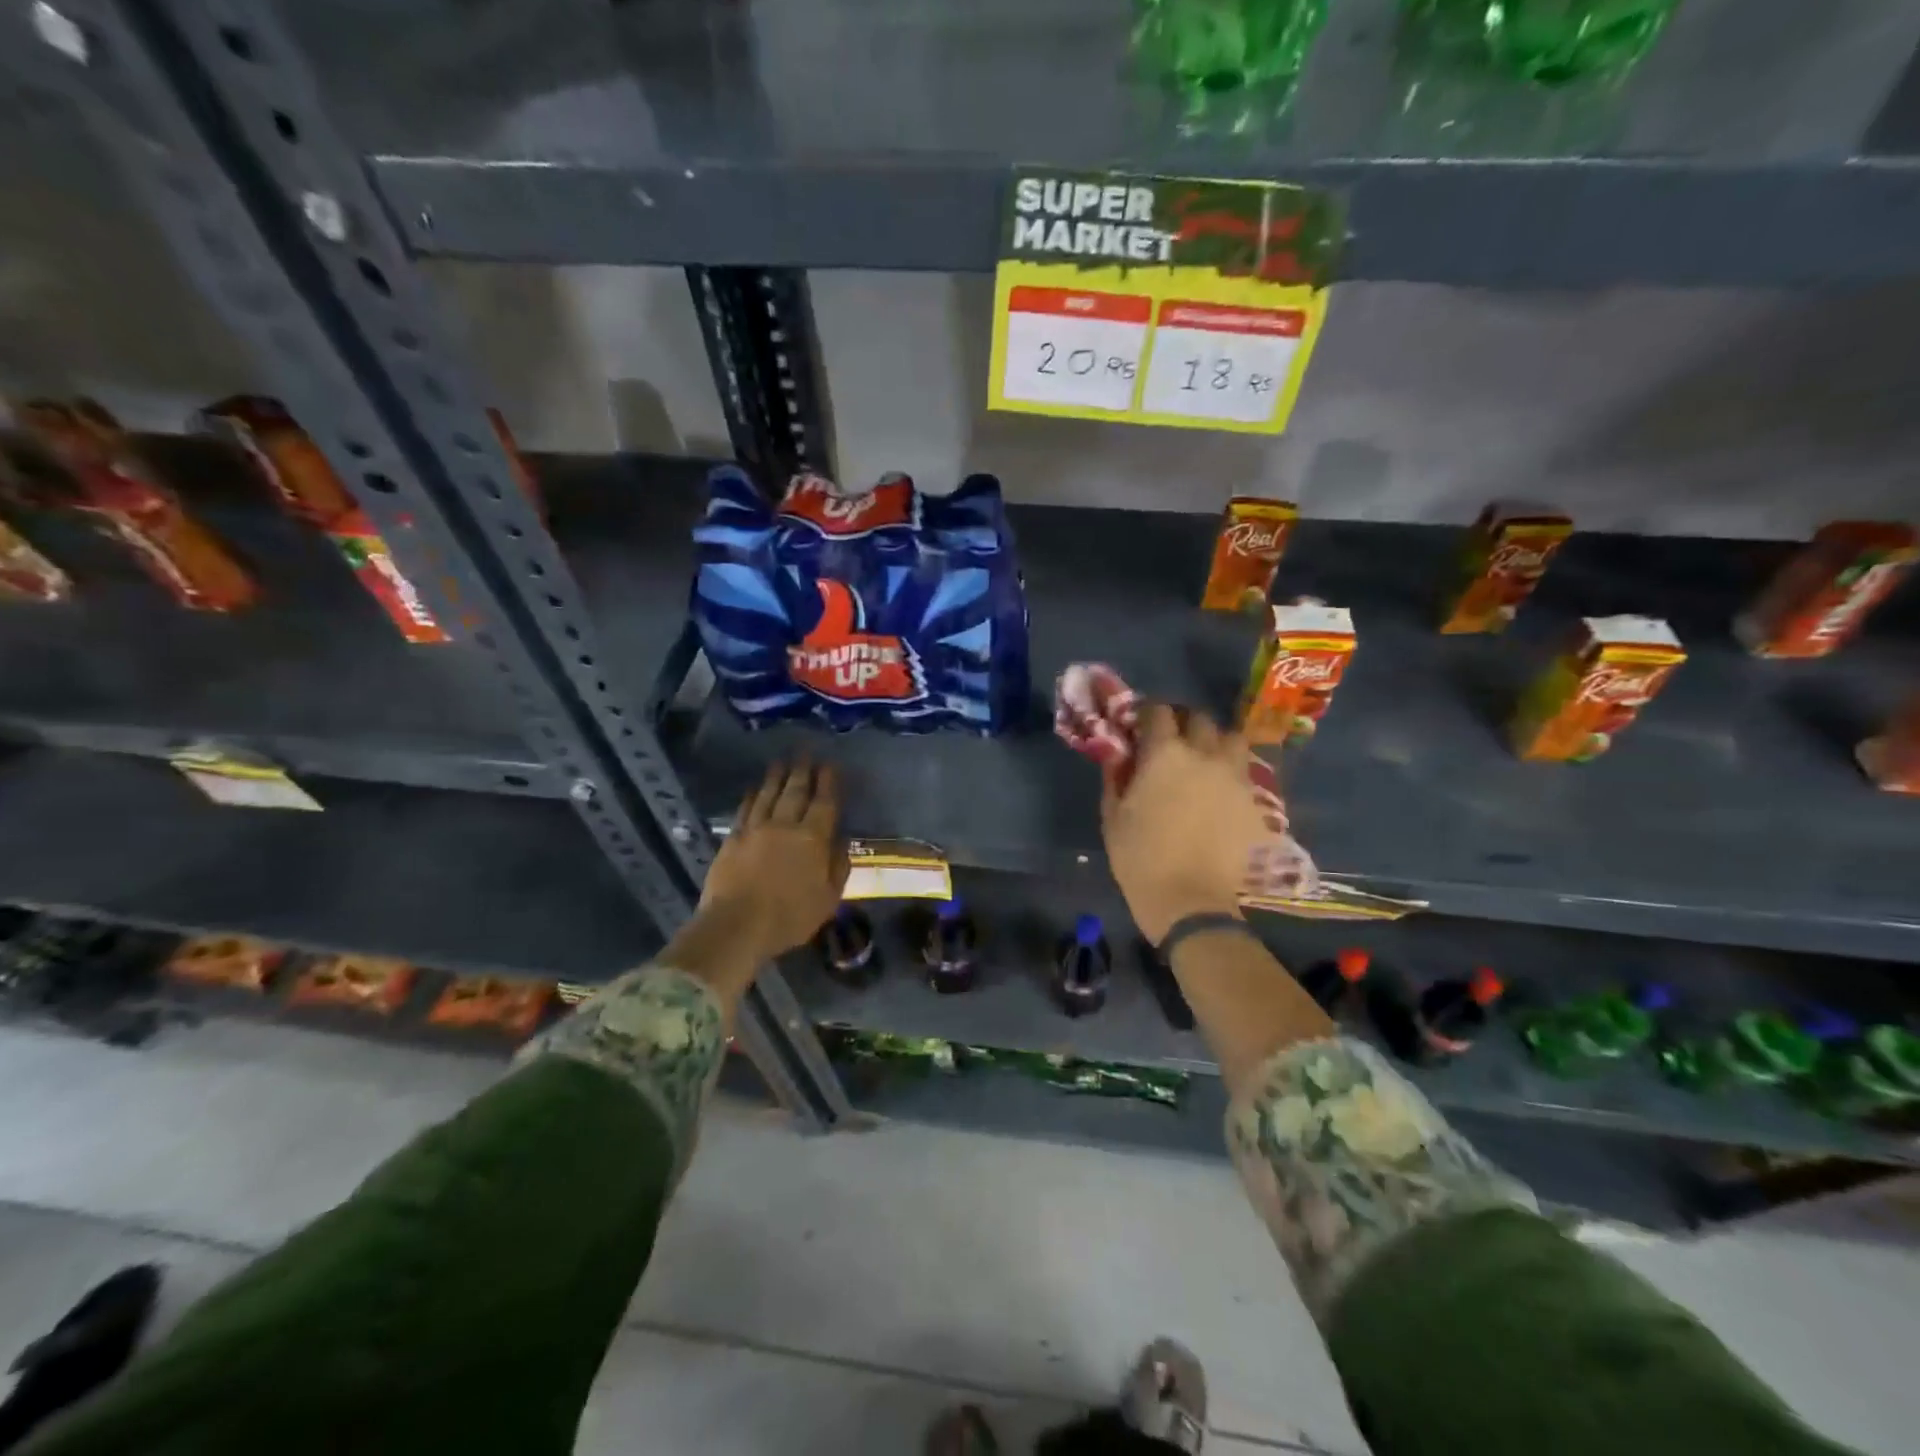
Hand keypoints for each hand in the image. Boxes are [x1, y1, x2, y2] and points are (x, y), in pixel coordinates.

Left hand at [701, 759, 848, 959]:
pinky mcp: (733, 838)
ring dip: (777, 776)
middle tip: (806, 752)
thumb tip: (841, 842)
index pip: (824, 802)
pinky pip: (745, 809)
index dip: (828, 782)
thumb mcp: (828, 899)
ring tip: (782, 761)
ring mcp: (756, 829)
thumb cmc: (789, 917)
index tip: (831, 765)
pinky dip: (751, 796)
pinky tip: (754, 788)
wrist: (736, 925)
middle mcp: (785, 825)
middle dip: (803, 770)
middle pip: (795, 791)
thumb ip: (838, 867)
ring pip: (768, 794)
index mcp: (813, 838)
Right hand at [1102, 703, 1263, 942]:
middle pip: (1199, 719)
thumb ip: (1116, 777)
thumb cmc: (1141, 859)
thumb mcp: (1114, 817)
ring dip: (1215, 742)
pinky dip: (1231, 774)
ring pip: (1231, 739)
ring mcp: (1235, 777)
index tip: (1138, 724)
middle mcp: (1205, 755)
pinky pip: (1245, 773)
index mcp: (1165, 754)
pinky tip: (1220, 793)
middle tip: (1170, 741)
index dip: (1146, 714)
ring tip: (1204, 760)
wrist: (1193, 903)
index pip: (1157, 712)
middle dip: (1183, 723)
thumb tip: (1118, 754)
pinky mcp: (1256, 802)